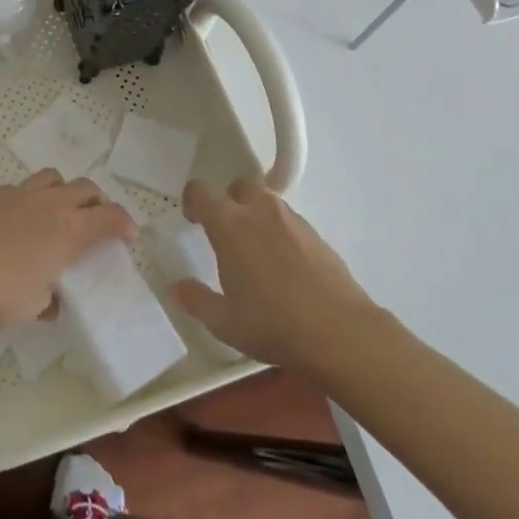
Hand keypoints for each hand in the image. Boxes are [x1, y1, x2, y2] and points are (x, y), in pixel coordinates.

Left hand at [0, 170, 136, 328]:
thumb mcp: (33, 307)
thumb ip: (50, 299)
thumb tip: (51, 299)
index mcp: (68, 230)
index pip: (110, 217)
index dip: (126, 224)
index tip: (129, 236)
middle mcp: (50, 204)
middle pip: (87, 188)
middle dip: (98, 203)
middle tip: (95, 223)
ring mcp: (20, 193)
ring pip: (54, 177)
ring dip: (65, 191)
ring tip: (58, 212)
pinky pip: (22, 187)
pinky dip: (31, 198)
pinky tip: (19, 220)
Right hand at [172, 176, 381, 375]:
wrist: (341, 333)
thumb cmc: (273, 324)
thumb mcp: (225, 322)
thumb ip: (196, 300)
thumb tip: (177, 288)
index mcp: (230, 224)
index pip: (201, 191)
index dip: (192, 200)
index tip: (192, 220)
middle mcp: (260, 211)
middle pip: (239, 186)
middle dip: (230, 201)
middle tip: (227, 233)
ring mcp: (292, 220)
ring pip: (267, 202)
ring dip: (256, 216)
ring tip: (257, 252)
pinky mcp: (317, 235)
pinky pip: (290, 222)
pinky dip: (280, 233)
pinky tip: (285, 267)